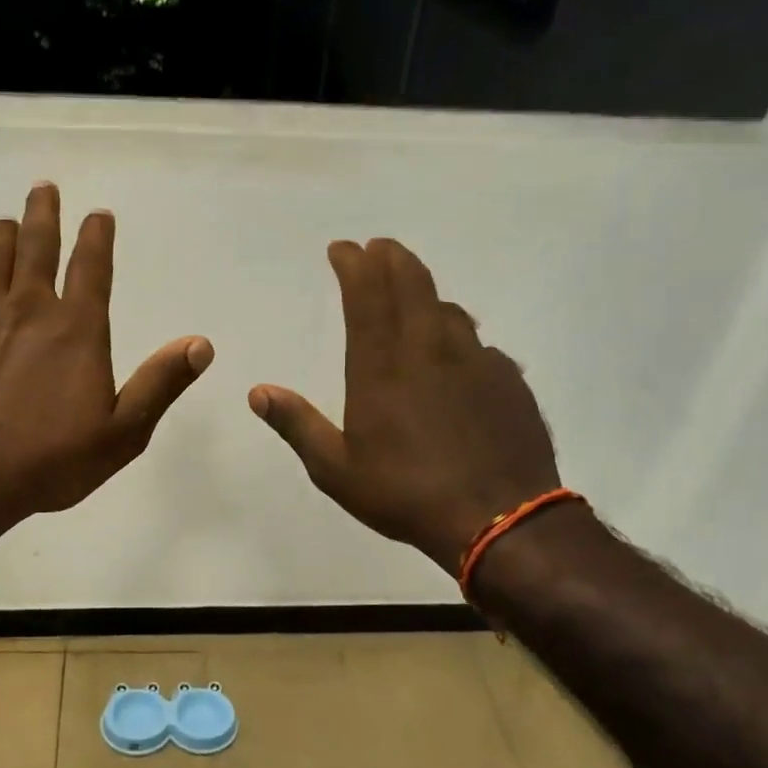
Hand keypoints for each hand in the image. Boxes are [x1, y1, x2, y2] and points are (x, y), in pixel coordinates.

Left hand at [0, 183, 212, 542]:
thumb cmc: (50, 461)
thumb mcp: (122, 433)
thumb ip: (160, 384)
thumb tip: (201, 344)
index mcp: (75, 329)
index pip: (92, 267)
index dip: (97, 236)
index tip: (99, 214)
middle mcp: (26, 310)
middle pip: (35, 247)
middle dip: (42, 214)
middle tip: (43, 189)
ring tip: (4, 224)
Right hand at [249, 238, 560, 574]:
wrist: (499, 520)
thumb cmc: (406, 493)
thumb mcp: (336, 469)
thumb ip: (298, 426)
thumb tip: (258, 393)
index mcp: (382, 367)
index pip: (366, 295)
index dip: (354, 264)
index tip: (343, 248)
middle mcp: (429, 350)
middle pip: (412, 284)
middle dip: (391, 258)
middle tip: (379, 248)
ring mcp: (476, 361)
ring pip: (449, 310)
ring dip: (426, 294)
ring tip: (413, 297)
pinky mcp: (509, 381)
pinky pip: (480, 345)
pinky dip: (459, 338)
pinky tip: (458, 358)